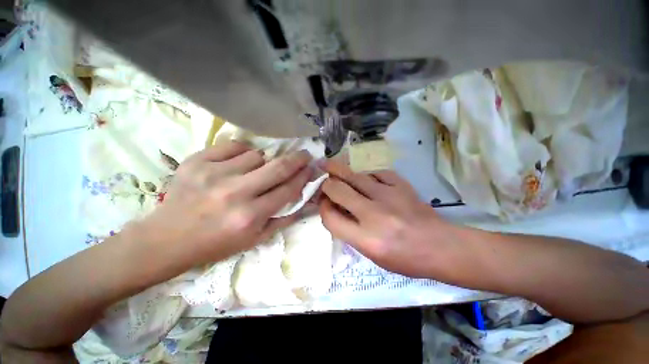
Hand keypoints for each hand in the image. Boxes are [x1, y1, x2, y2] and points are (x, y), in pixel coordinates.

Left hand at [136, 141, 312, 267]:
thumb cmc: (216, 243)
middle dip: (297, 158)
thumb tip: (304, 199)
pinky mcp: (197, 161)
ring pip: (257, 155)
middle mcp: (235, 193)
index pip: (288, 189)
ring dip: (263, 162)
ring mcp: (214, 174)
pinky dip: (242, 152)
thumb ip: (284, 219)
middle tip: (304, 154)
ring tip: (255, 171)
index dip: (303, 177)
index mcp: (250, 216)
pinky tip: (238, 163)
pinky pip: (234, 146)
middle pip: (278, 167)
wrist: (167, 239)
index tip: (311, 168)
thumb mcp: (255, 239)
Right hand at [319, 160, 449, 276]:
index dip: (322, 208)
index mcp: (366, 239)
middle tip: (324, 180)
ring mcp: (389, 196)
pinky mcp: (401, 185)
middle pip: (338, 190)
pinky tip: (366, 178)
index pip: (330, 217)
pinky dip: (367, 175)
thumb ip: (349, 231)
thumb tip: (335, 208)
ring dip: (339, 170)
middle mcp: (374, 214)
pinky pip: (376, 173)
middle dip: (326, 184)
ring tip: (330, 164)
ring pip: (354, 175)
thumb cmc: (405, 258)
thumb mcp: (371, 254)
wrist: (441, 246)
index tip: (324, 203)